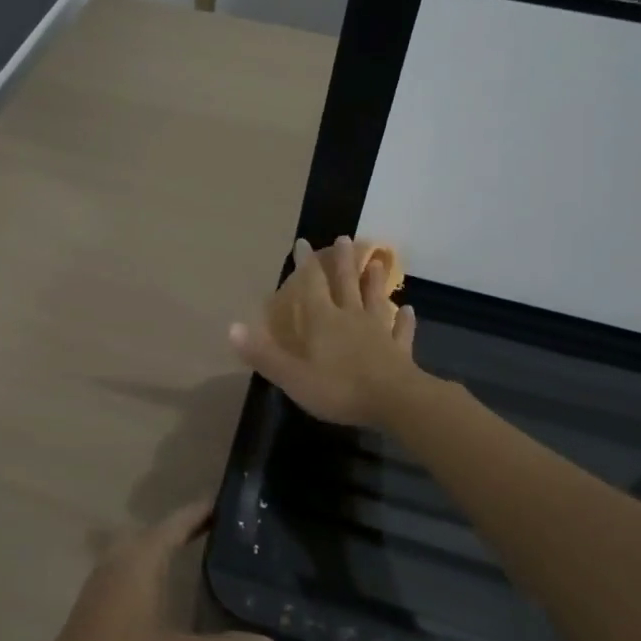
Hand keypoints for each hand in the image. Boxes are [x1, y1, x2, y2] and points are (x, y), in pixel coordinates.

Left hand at [31, 499, 279, 640]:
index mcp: (142, 559)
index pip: (177, 522)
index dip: (201, 511)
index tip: (229, 502)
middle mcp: (122, 558)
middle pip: (158, 530)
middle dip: (187, 524)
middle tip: (222, 526)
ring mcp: (104, 577)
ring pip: (140, 545)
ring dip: (166, 541)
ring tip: (197, 546)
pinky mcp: (97, 597)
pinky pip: (130, 562)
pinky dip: (151, 559)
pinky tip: (162, 581)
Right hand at [229, 234, 422, 426]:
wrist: (395, 402)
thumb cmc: (339, 388)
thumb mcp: (292, 376)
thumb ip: (263, 353)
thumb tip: (231, 327)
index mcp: (323, 321)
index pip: (311, 285)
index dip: (305, 263)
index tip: (303, 242)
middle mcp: (351, 318)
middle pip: (346, 283)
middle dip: (343, 261)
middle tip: (344, 238)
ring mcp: (379, 332)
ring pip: (375, 300)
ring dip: (374, 281)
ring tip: (376, 262)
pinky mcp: (399, 351)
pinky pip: (401, 331)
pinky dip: (404, 320)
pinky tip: (409, 310)